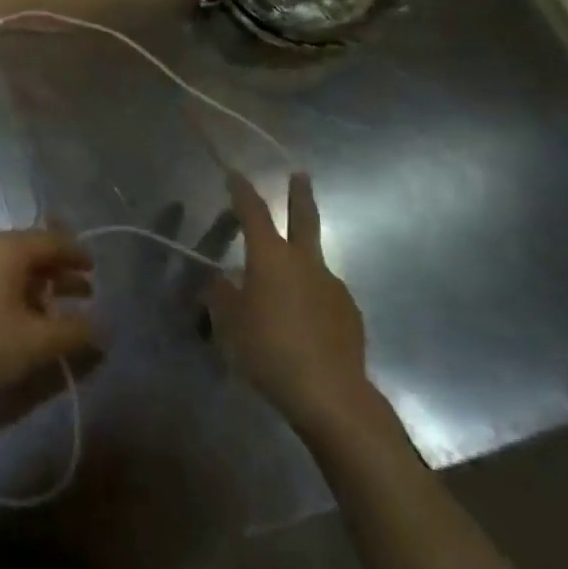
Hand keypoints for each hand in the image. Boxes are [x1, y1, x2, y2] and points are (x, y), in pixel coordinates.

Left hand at [0, 231, 96, 409]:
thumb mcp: (36, 343)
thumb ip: (74, 332)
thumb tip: (101, 326)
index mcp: (8, 248)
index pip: (52, 240)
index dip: (77, 254)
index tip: (94, 268)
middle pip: (30, 252)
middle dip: (58, 273)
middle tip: (84, 292)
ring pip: (9, 268)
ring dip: (36, 287)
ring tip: (56, 311)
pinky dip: (13, 294)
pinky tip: (19, 321)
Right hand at [206, 172, 387, 444]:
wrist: (330, 394)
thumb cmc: (269, 350)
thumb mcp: (230, 322)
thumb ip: (221, 295)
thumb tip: (217, 281)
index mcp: (271, 257)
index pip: (254, 212)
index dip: (242, 191)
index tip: (235, 174)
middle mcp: (306, 262)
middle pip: (304, 219)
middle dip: (300, 195)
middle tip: (301, 175)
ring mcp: (333, 286)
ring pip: (313, 262)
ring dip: (300, 261)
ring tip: (283, 287)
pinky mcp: (349, 313)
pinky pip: (323, 294)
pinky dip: (310, 297)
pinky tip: (302, 321)